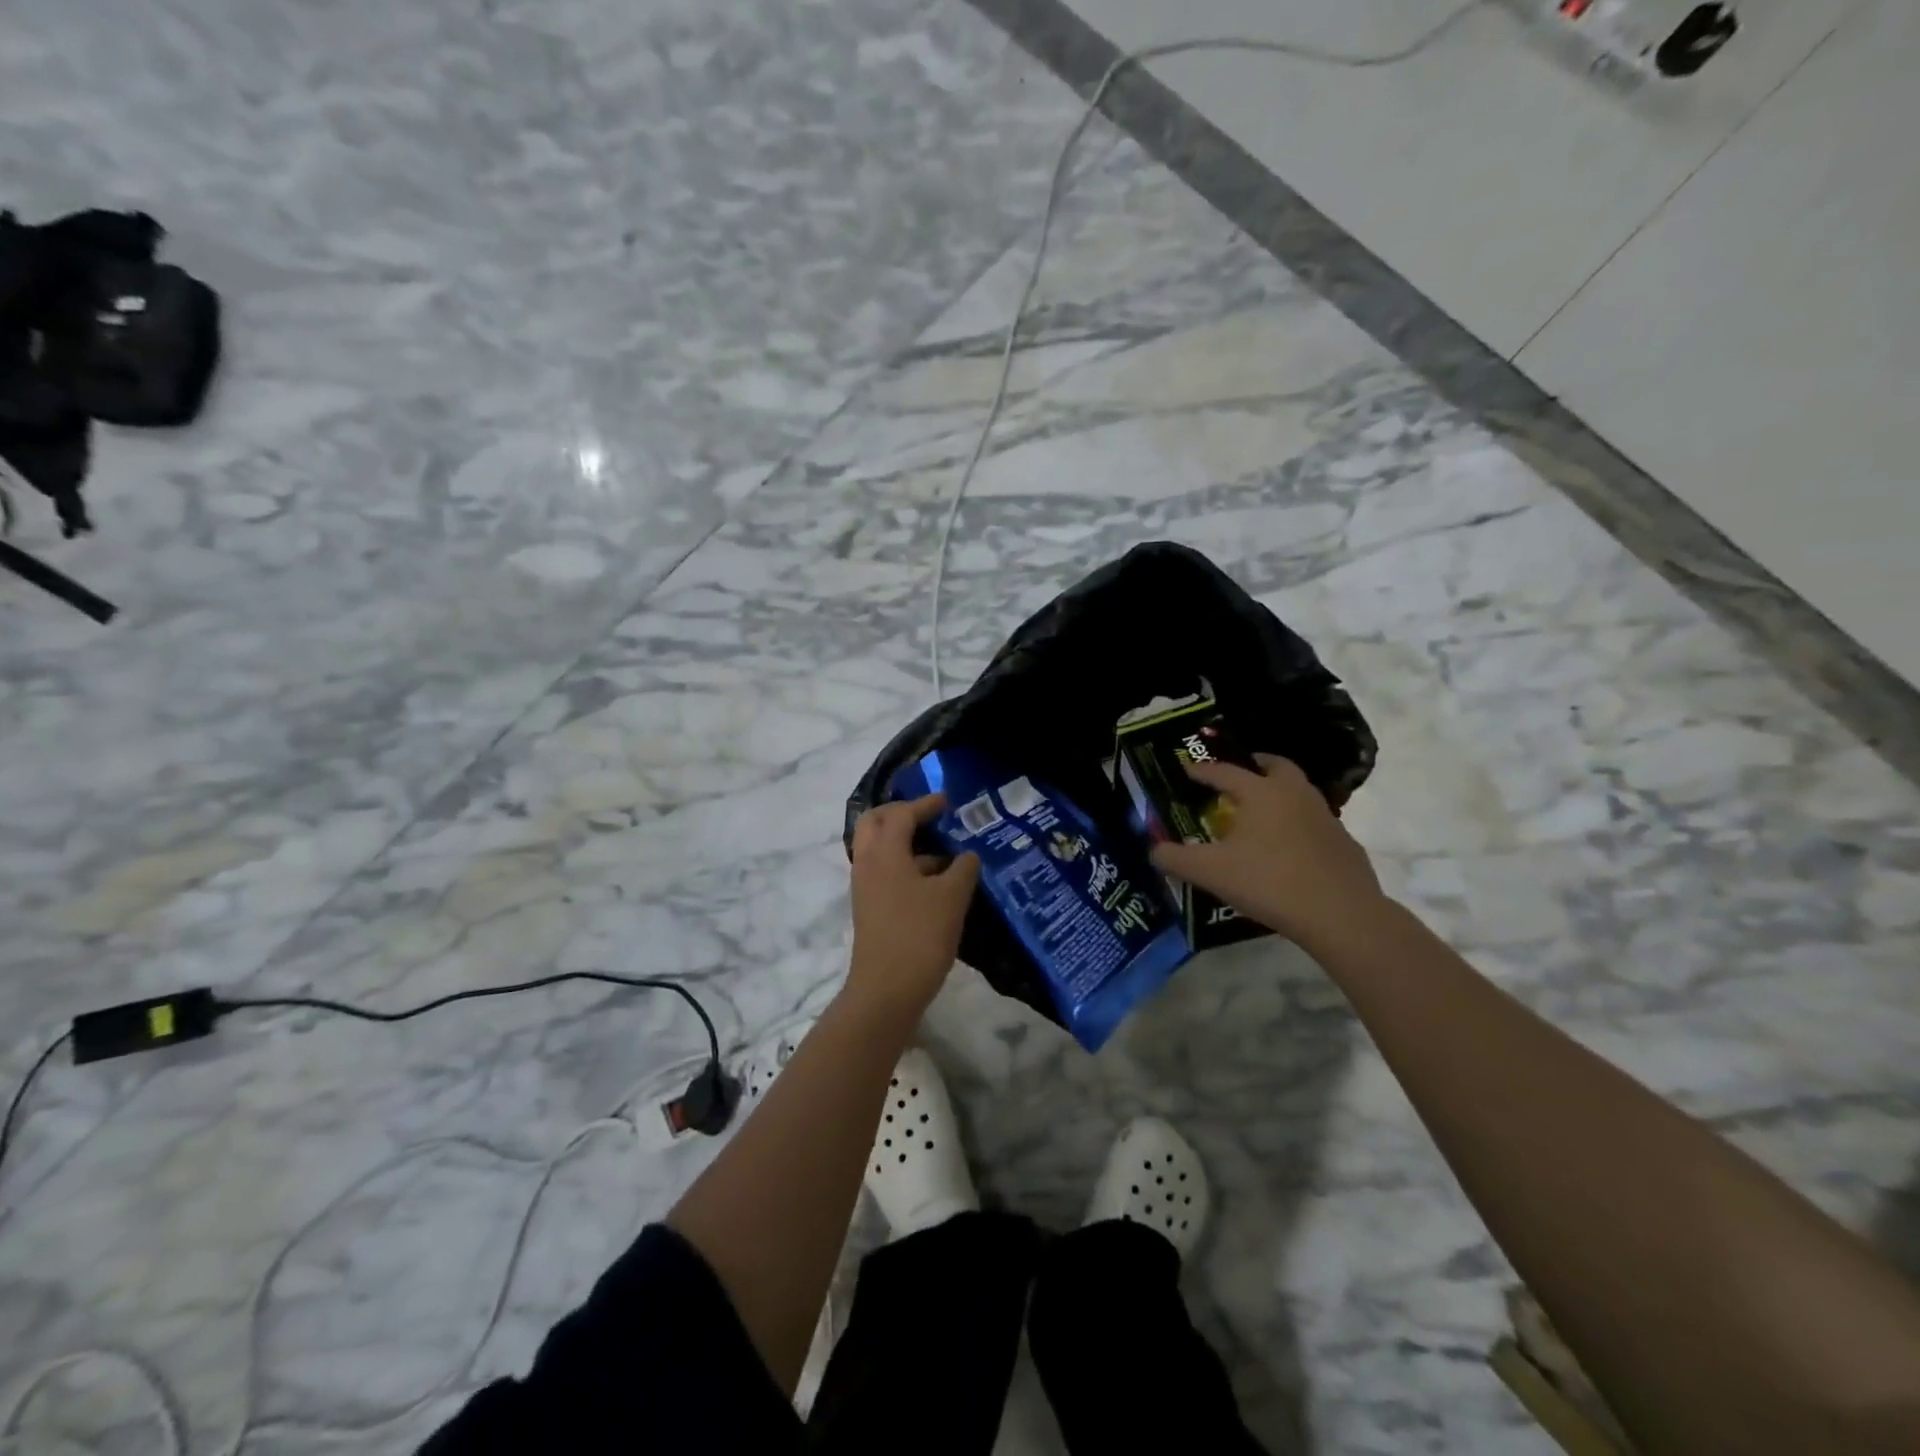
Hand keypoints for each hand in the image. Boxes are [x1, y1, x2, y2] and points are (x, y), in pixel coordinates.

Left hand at [846, 794, 980, 1021]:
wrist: (886, 991)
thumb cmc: (920, 935)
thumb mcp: (951, 897)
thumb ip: (963, 868)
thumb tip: (966, 856)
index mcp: (884, 852)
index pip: (901, 814)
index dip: (925, 804)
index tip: (948, 801)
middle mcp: (868, 862)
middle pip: (875, 823)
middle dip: (900, 814)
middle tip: (929, 816)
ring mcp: (865, 887)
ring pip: (879, 849)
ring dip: (905, 842)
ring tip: (943, 851)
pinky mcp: (869, 908)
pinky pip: (884, 872)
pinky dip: (905, 865)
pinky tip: (935, 881)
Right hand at [1150, 753, 1384, 948]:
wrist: (1340, 915)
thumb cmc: (1269, 882)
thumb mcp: (1210, 872)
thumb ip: (1176, 859)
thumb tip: (1153, 851)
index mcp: (1261, 792)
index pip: (1225, 771)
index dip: (1203, 770)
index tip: (1188, 769)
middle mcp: (1294, 794)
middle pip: (1275, 766)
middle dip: (1255, 765)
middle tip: (1238, 774)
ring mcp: (1324, 816)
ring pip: (1298, 791)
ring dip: (1278, 793)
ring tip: (1260, 812)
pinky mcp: (1343, 842)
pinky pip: (1314, 821)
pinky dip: (1297, 822)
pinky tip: (1287, 847)